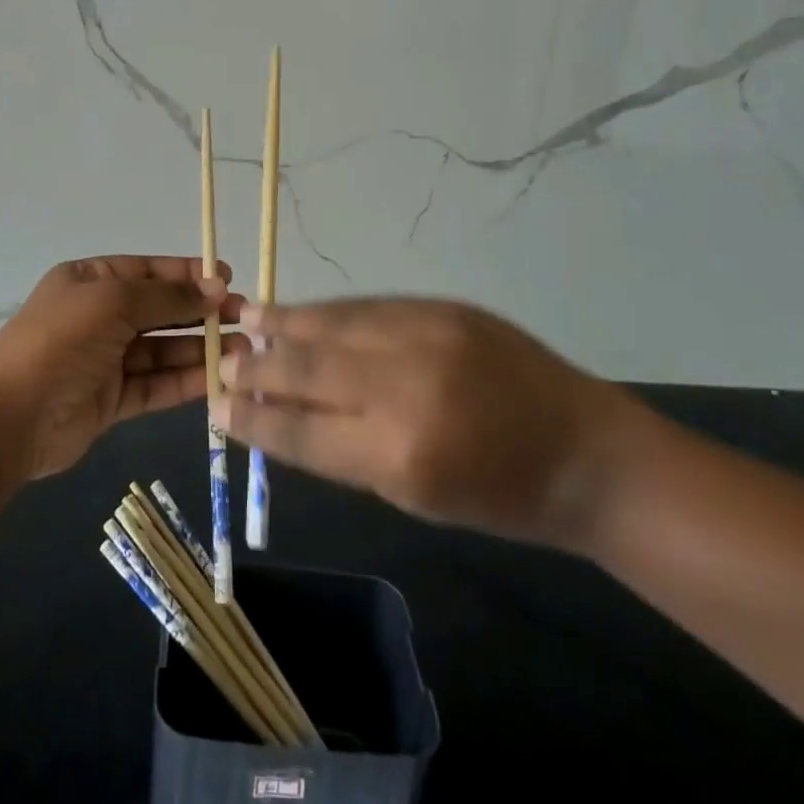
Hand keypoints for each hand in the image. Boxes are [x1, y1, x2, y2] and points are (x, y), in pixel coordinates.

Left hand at [0, 256, 244, 481]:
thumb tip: (215, 288)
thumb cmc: (60, 340)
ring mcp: (105, 360)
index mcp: (91, 281)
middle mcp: (99, 316)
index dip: (188, 273)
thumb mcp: (113, 302)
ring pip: (162, 349)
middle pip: (160, 309)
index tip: (228, 277)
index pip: (148, 271)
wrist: (9, 417)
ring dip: (199, 348)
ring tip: (242, 349)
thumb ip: (167, 296)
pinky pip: (155, 384)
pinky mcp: (112, 401)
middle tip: (244, 317)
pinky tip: (218, 378)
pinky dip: (185, 381)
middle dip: (200, 311)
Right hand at [218, 298, 646, 550]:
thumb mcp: (415, 496)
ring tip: (249, 319)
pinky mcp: (442, 307)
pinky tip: (307, 312)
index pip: (301, 430)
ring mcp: (425, 335)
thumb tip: (281, 414)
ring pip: (333, 324)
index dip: (253, 418)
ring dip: (286, 323)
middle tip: (224, 363)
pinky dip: (331, 313)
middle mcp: (404, 386)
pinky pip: (367, 306)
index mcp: (399, 454)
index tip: (218, 408)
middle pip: (308, 367)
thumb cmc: (500, 496)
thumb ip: (344, 451)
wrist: (585, 451)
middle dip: (258, 366)